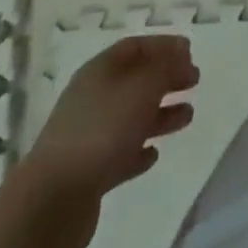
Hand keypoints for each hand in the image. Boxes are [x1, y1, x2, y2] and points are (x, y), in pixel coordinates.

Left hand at [21, 34, 199, 199]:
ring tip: (188, 116)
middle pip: (135, 80)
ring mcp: (88, 136)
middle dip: (166, 78)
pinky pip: (120, 153)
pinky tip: (154, 154)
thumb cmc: (102, 130)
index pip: (135, 46)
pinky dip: (139, 149)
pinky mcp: (89, 173)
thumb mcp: (143, 88)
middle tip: (194, 81)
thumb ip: (166, 68)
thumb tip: (180, 56)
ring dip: (160, 114)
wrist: (52, 202)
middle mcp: (93, 97)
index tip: (190, 51)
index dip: (164, 45)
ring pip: (131, 116)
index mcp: (100, 71)